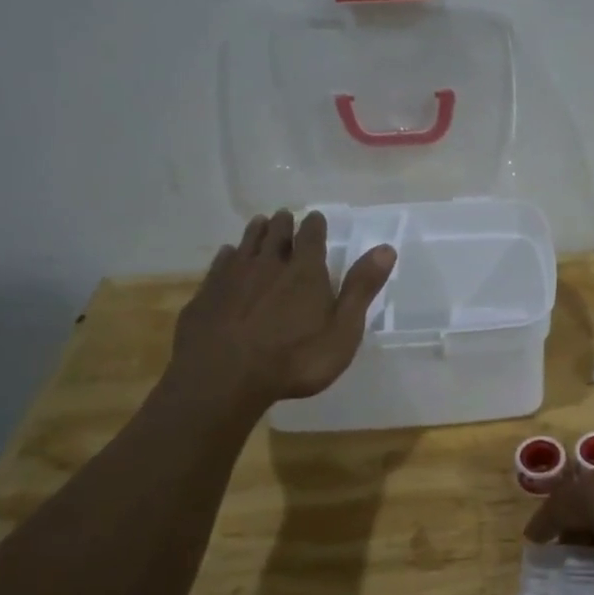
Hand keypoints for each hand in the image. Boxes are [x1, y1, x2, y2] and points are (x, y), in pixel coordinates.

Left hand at [163, 209, 396, 412]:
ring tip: (259, 223)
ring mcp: (233, 277)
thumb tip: (386, 249)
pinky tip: (228, 255)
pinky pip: (220, 264)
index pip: (312, 237)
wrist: (223, 378)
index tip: (316, 217)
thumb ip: (361, 289)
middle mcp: (268, 265)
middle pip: (276, 235)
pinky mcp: (207, 294)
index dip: (315, 225)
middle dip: (283, 224)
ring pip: (246, 244)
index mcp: (305, 272)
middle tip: (284, 216)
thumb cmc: (294, 360)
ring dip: (255, 232)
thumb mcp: (342, 331)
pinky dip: (228, 255)